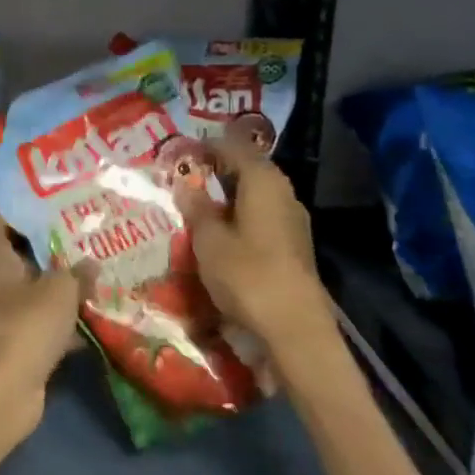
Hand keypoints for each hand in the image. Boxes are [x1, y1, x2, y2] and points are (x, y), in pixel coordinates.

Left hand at [0, 208, 84, 430]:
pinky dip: (58, 317)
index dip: (21, 204)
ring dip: (56, 282)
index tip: (53, 199)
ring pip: (29, 286)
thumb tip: (92, 264)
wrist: (3, 390)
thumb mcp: (61, 289)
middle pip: (15, 249)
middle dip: (48, 243)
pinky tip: (91, 314)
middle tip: (83, 232)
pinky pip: (36, 318)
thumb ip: (77, 272)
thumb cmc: (27, 323)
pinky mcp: (9, 339)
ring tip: (93, 267)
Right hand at [185, 138, 330, 347]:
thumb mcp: (209, 240)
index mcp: (263, 181)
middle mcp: (283, 192)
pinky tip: (220, 234)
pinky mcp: (294, 246)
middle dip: (216, 172)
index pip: (232, 148)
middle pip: (247, 170)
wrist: (294, 328)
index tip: (180, 153)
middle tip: (184, 180)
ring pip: (255, 196)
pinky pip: (261, 218)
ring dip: (228, 198)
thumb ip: (196, 208)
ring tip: (197, 207)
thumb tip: (185, 183)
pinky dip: (239, 218)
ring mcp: (293, 221)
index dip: (205, 146)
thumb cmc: (247, 274)